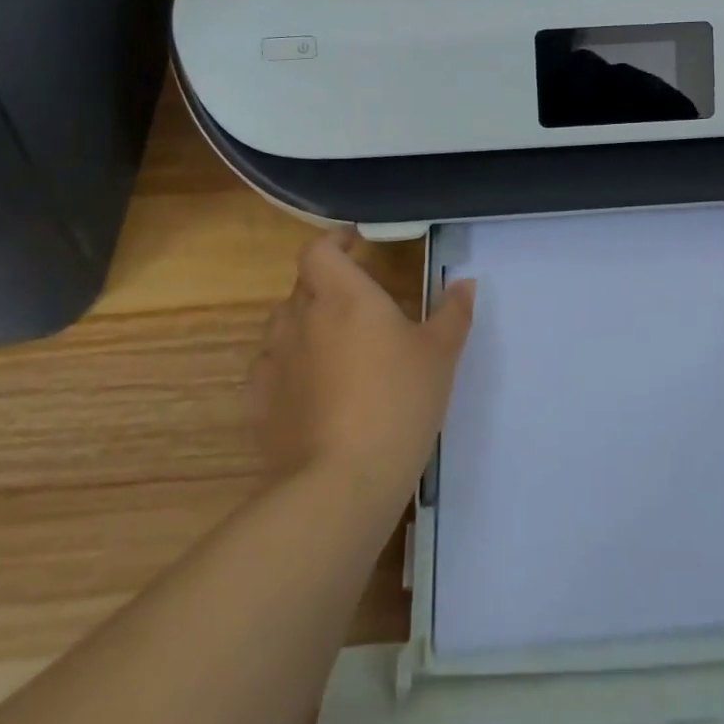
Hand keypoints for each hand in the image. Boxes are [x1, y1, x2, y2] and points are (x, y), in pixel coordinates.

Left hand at [250, 229, 475, 508]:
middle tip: (361, 303)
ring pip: (285, 324)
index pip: (320, 250)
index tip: (357, 245)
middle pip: (305, 284)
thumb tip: (464, 283)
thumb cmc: (399, 403)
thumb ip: (452, 313)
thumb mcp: (440, 355)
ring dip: (306, 323)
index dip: (335, 241)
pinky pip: (271, 366)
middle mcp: (301, 317)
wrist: (340, 483)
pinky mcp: (259, 401)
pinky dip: (288, 365)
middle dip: (328, 285)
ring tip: (336, 346)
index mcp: (343, 295)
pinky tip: (310, 388)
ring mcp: (274, 359)